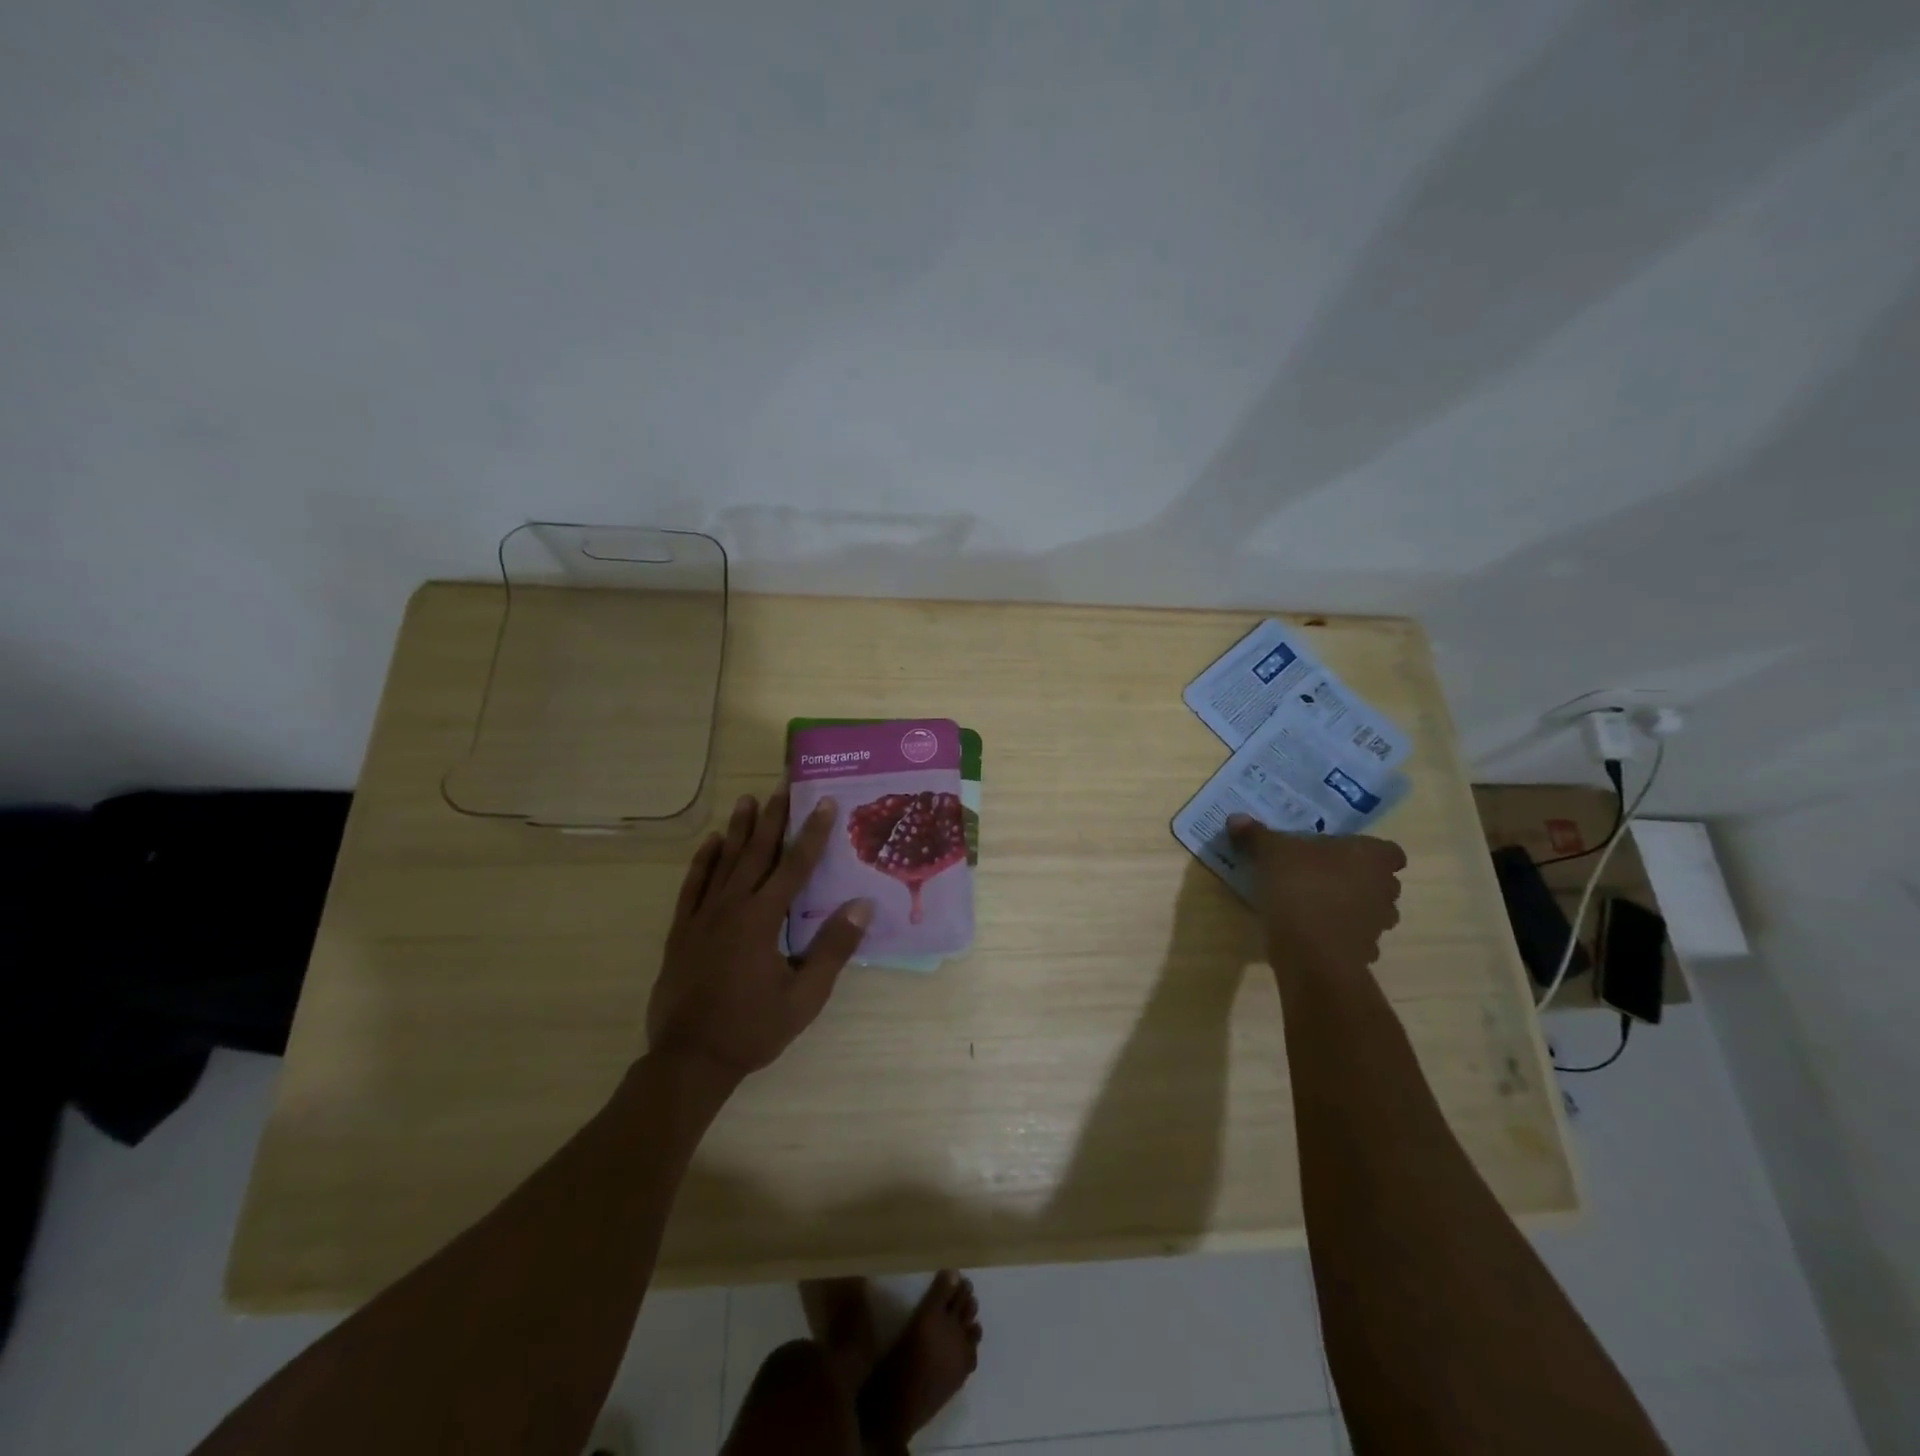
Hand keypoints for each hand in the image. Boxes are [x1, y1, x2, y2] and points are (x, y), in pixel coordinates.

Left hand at [647, 790, 871, 1080]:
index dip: (812, 833)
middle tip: (783, 782)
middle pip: (757, 852)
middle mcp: (731, 908)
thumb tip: (861, 905)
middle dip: (773, 816)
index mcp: (762, 920)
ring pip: (724, 862)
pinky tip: (711, 842)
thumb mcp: (804, 997)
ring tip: (748, 798)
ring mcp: (702, 917)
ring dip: (739, 829)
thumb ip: (832, 948)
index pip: (794, 866)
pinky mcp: (681, 931)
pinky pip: (693, 886)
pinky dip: (703, 861)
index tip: (824, 802)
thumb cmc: (752, 1029)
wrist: (689, 1060)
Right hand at [1227, 815, 1405, 982]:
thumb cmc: (1301, 887)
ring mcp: (1378, 925)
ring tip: (1316, 905)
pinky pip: (1354, 939)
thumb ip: (1257, 836)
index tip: (1341, 853)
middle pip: (1380, 881)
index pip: (1389, 852)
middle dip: (1357, 880)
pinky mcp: (1364, 954)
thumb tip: (1236, 818)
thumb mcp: (1271, 853)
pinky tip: (1311, 933)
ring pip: (1370, 911)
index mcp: (1372, 858)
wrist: (1311, 951)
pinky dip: (1338, 936)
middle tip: (1323, 875)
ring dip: (1350, 909)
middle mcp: (1384, 890)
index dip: (1369, 852)